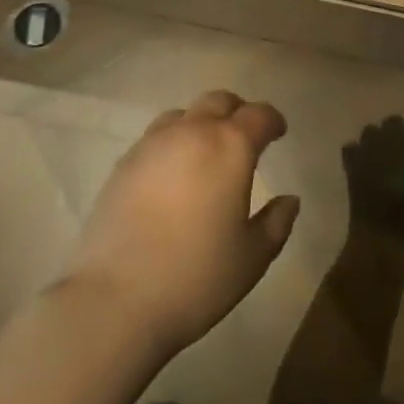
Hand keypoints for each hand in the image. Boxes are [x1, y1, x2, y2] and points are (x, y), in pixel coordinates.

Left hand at [71, 89, 300, 356]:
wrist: (113, 301)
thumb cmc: (195, 278)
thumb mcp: (252, 258)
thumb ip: (276, 222)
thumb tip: (289, 200)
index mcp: (231, 146)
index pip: (260, 115)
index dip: (273, 121)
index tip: (278, 133)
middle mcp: (193, 132)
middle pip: (219, 101)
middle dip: (237, 112)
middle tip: (245, 136)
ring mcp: (153, 144)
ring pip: (184, 114)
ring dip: (201, 123)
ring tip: (205, 152)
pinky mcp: (123, 164)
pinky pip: (155, 137)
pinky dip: (172, 143)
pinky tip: (172, 174)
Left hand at [342, 116, 403, 239]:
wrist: (382, 230)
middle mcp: (391, 140)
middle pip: (394, 121)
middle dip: (397, 132)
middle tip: (399, 151)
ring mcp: (369, 148)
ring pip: (370, 130)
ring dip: (375, 140)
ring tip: (378, 156)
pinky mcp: (352, 161)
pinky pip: (351, 147)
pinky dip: (356, 154)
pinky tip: (361, 165)